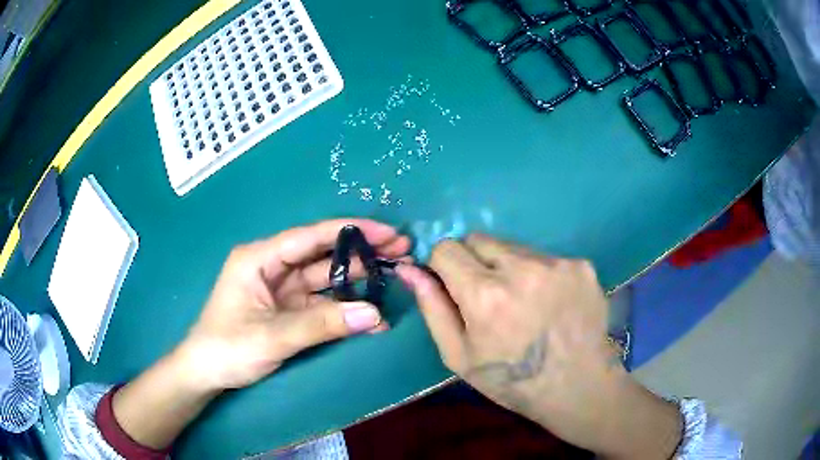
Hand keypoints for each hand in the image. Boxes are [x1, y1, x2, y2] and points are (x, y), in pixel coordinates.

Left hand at [113, 219, 409, 449]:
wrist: (206, 374)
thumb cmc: (227, 348)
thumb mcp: (273, 336)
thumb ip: (322, 325)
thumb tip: (376, 314)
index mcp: (259, 258)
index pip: (309, 237)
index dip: (350, 231)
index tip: (387, 231)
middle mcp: (272, 267)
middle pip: (322, 254)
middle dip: (361, 252)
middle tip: (401, 250)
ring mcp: (282, 290)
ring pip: (326, 278)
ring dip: (358, 279)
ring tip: (396, 276)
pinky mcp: (289, 310)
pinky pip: (323, 304)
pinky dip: (346, 309)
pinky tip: (372, 314)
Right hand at [397, 235, 680, 458]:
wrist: (578, 388)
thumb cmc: (512, 380)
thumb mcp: (459, 356)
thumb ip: (433, 307)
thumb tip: (409, 269)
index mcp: (485, 295)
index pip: (446, 248)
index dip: (443, 266)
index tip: (453, 286)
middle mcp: (522, 268)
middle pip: (479, 239)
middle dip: (474, 262)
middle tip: (489, 297)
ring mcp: (557, 263)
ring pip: (514, 247)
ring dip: (509, 267)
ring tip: (524, 302)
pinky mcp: (581, 265)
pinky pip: (546, 257)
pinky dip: (540, 274)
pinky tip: (551, 303)